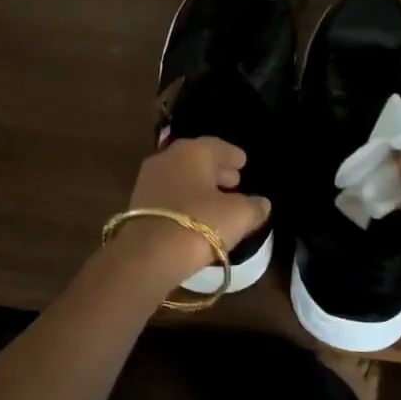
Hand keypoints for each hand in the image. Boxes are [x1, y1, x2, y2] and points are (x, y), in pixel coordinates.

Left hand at [116, 137, 271, 286]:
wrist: (149, 254)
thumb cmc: (201, 224)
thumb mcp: (239, 215)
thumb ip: (254, 206)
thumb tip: (262, 203)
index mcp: (192, 151)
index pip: (216, 146)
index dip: (232, 155)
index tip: (243, 162)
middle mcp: (167, 159)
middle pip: (196, 160)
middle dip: (216, 170)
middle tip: (234, 181)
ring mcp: (148, 181)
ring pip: (180, 177)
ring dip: (199, 186)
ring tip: (217, 201)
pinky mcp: (138, 204)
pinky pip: (169, 195)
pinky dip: (184, 200)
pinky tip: (196, 216)